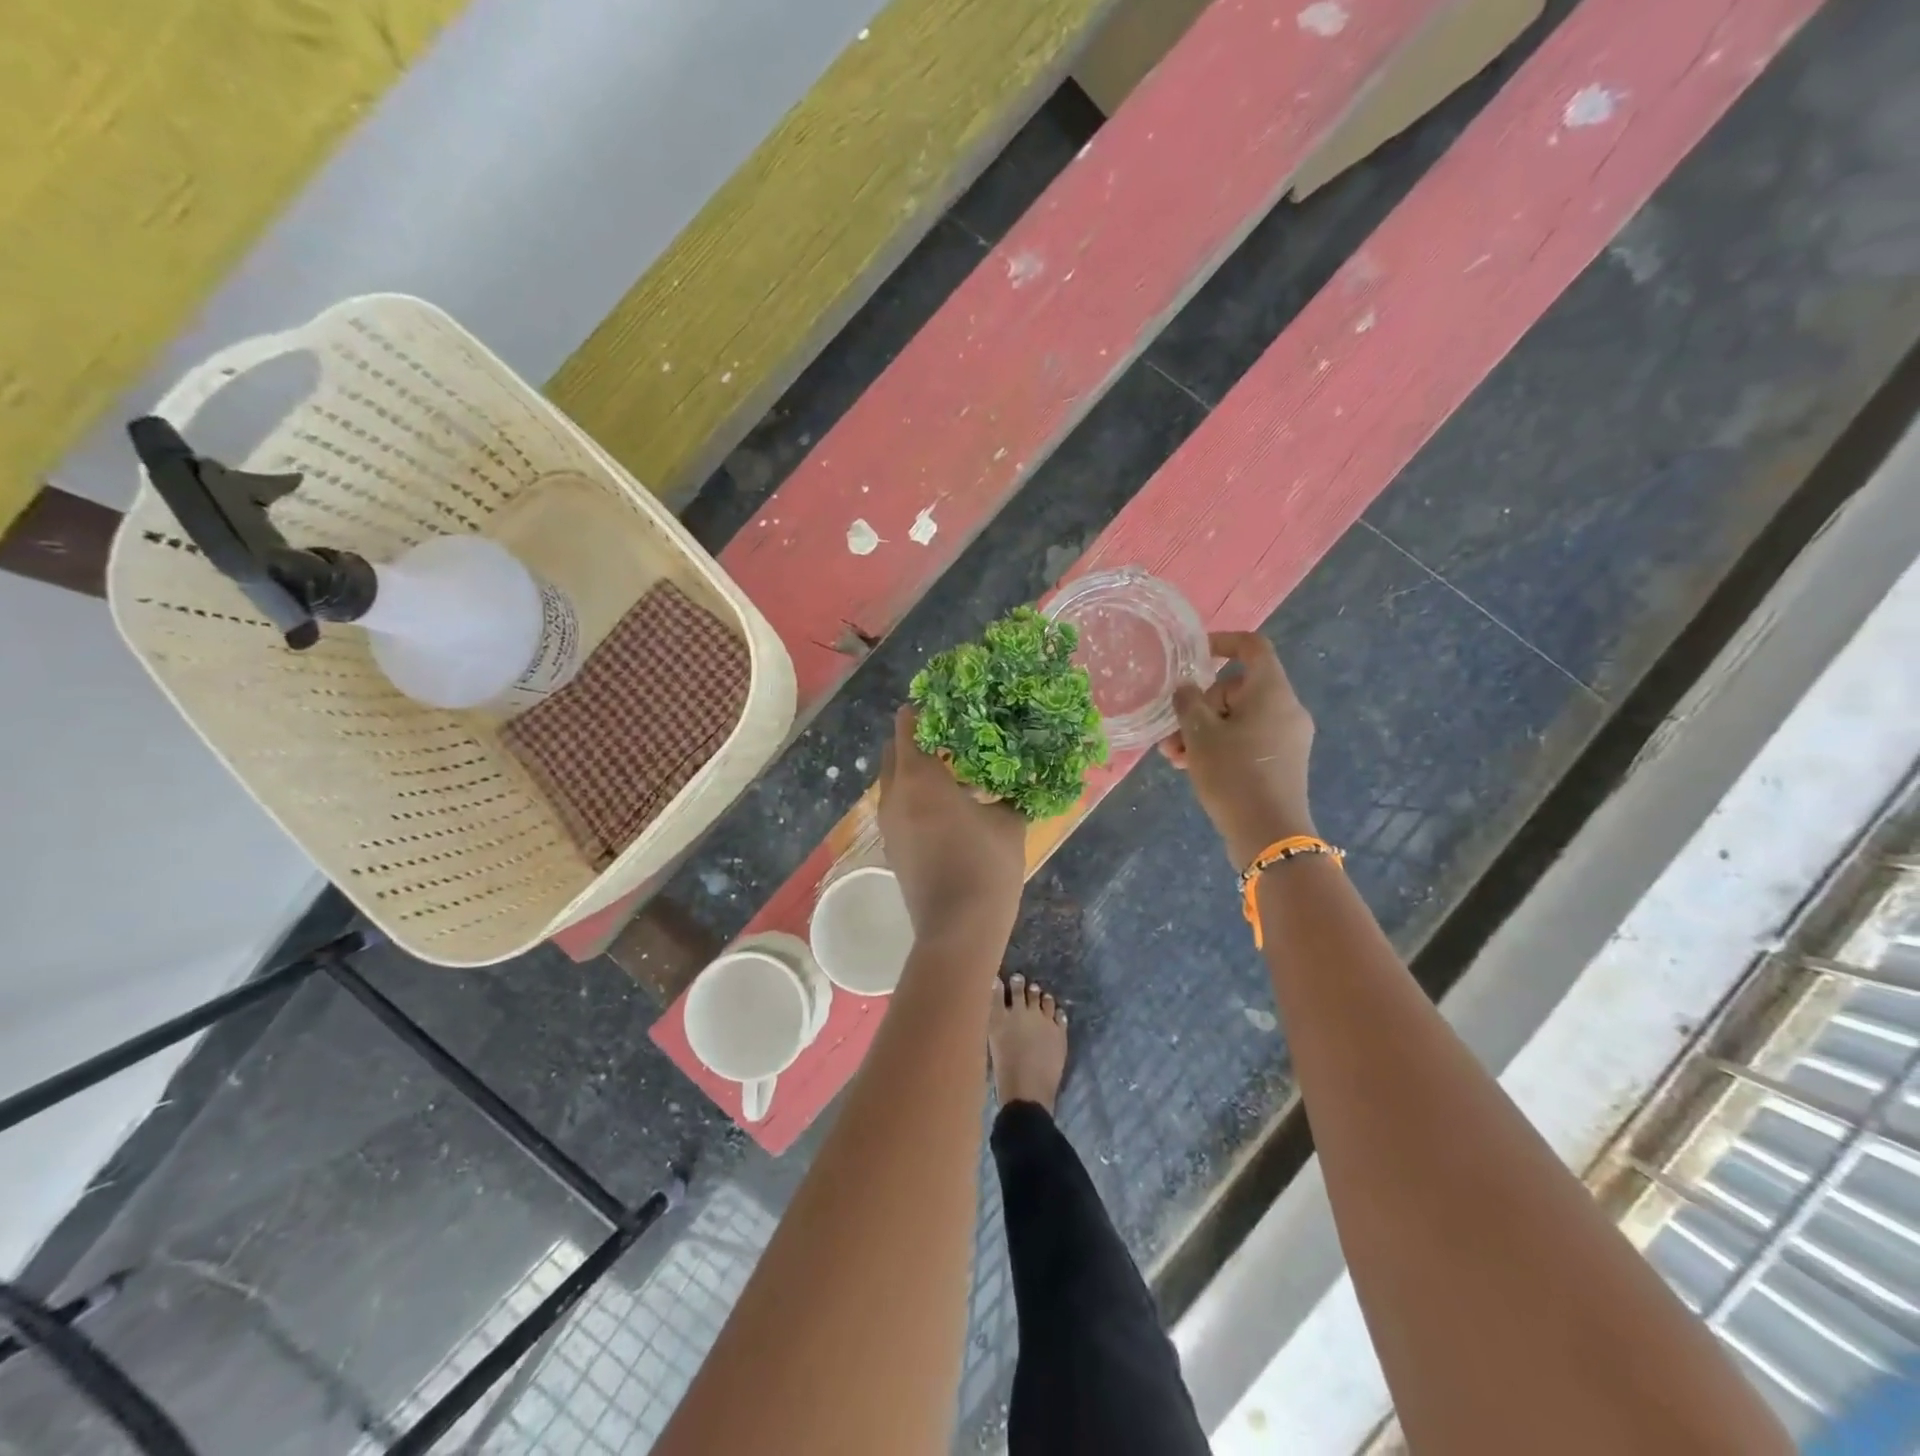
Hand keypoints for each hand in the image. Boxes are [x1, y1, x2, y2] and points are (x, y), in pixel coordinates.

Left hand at [878, 705, 1026, 943]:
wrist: (957, 929)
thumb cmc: (985, 866)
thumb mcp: (1008, 822)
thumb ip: (1008, 792)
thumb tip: (1016, 776)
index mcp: (919, 777)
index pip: (907, 726)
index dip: (924, 710)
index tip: (947, 703)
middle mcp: (894, 794)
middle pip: (894, 751)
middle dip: (917, 738)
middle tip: (952, 735)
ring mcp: (888, 822)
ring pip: (895, 780)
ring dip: (916, 768)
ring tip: (955, 769)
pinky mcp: (891, 845)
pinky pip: (898, 804)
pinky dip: (914, 794)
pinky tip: (948, 804)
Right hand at [1158, 632, 1316, 866]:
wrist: (1269, 833)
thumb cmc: (1232, 774)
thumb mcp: (1199, 735)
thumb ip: (1187, 702)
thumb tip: (1187, 688)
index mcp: (1271, 692)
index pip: (1252, 647)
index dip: (1223, 642)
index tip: (1194, 655)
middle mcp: (1286, 708)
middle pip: (1237, 689)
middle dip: (1199, 707)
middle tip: (1171, 732)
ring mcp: (1287, 737)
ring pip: (1238, 719)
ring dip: (1203, 731)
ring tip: (1174, 756)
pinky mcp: (1282, 761)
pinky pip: (1247, 739)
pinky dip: (1220, 746)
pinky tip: (1191, 766)